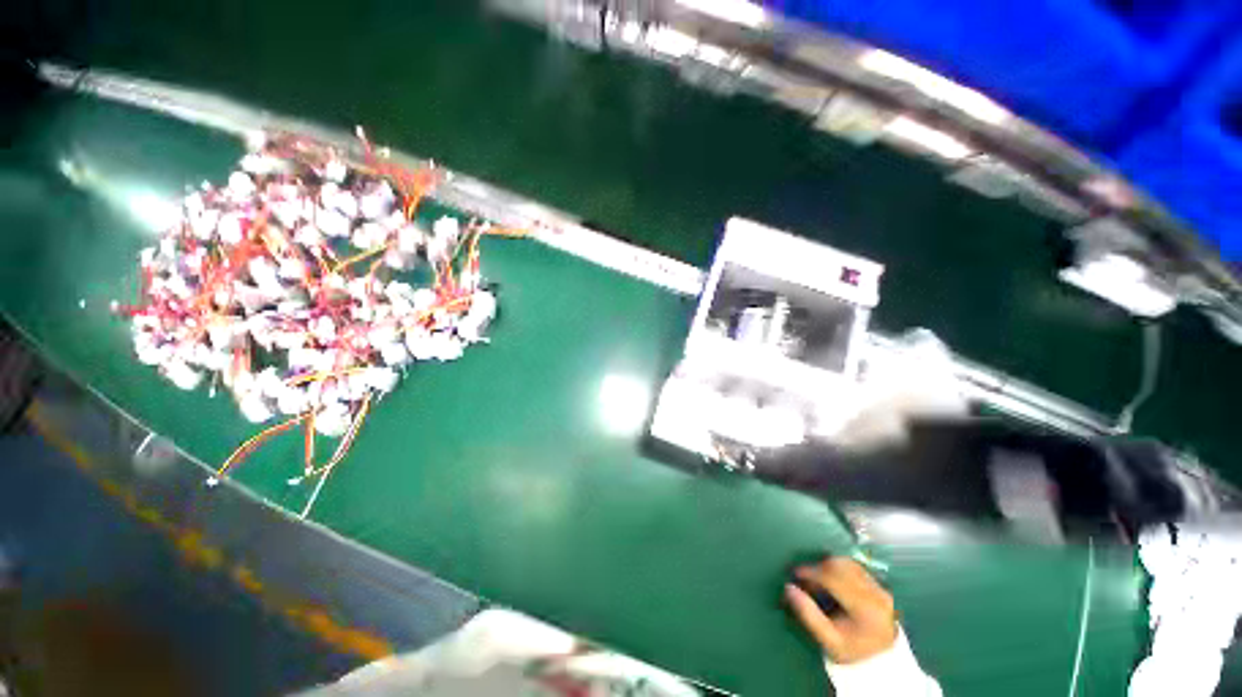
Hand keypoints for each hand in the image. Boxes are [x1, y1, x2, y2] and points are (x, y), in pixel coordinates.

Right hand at [785, 557, 897, 664]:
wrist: (879, 659)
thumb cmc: (851, 649)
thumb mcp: (828, 640)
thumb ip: (808, 615)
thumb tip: (788, 588)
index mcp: (865, 609)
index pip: (834, 578)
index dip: (811, 572)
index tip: (795, 574)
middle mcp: (876, 593)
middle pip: (840, 566)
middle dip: (817, 568)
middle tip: (805, 580)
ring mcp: (879, 587)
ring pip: (846, 562)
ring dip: (826, 566)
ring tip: (817, 581)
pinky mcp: (878, 583)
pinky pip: (852, 566)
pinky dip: (836, 568)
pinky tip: (830, 581)